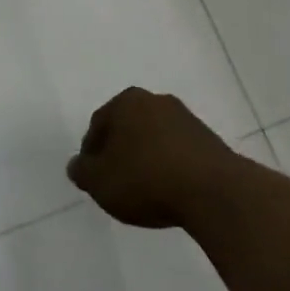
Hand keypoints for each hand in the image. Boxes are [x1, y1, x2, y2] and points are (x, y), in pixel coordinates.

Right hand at [66, 88, 246, 229]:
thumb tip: (77, 165)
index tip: (92, 177)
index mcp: (127, 101)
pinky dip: (168, 165)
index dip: (91, 152)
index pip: (98, 124)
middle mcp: (155, 100)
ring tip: (142, 190)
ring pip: (153, 137)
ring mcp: (185, 117)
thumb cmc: (146, 179)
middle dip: (119, 151)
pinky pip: (177, 150)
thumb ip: (83, 172)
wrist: (212, 191)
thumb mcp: (100, 182)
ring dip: (145, 157)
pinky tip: (168, 190)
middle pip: (127, 126)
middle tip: (114, 182)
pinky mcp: (208, 138)